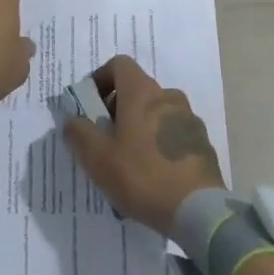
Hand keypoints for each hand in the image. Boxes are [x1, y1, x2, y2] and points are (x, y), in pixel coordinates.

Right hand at [62, 55, 224, 235]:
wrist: (198, 209)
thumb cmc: (142, 176)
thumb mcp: (98, 159)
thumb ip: (79, 133)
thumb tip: (72, 120)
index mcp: (142, 94)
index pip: (119, 65)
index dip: (101, 79)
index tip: (91, 106)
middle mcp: (168, 97)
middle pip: (138, 90)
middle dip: (118, 108)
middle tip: (106, 139)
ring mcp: (189, 119)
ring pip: (156, 112)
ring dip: (140, 126)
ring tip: (130, 161)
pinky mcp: (202, 142)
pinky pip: (173, 132)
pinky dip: (159, 142)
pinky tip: (154, 173)